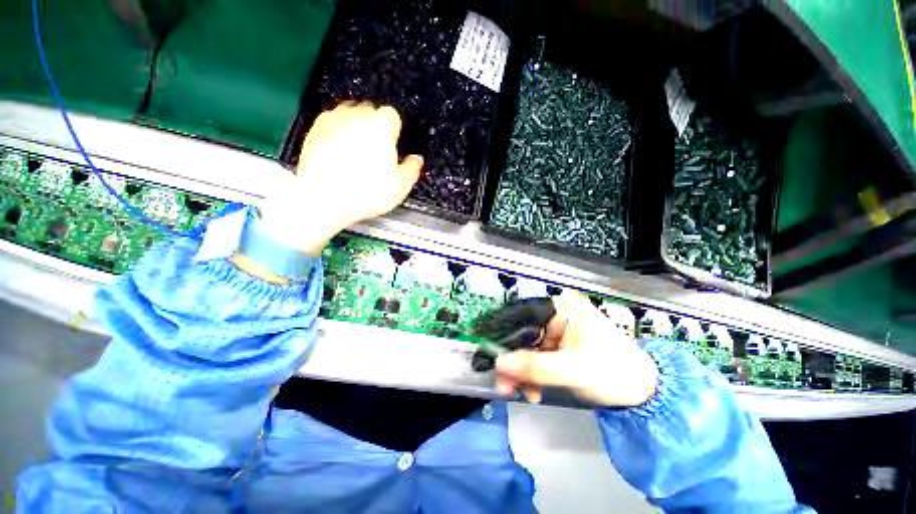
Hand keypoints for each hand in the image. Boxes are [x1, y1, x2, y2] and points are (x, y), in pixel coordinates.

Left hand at [259, 102, 423, 254]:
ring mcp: (333, 120)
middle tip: (376, 151)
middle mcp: (356, 116)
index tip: (393, 145)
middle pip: (370, 111)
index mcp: (380, 126)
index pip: (392, 115)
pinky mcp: (314, 129)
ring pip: (349, 114)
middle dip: (375, 127)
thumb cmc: (365, 193)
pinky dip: (337, 132)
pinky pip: (331, 123)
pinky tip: (339, 152)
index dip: (395, 131)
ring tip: (357, 151)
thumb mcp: (400, 187)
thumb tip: (416, 160)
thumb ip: (412, 169)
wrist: (323, 199)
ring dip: (356, 127)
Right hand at [494, 292, 658, 407]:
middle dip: (512, 362)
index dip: (502, 334)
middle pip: (522, 335)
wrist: (644, 391)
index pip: (522, 316)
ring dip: (521, 373)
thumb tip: (498, 363)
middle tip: (503, 385)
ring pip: (527, 350)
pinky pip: (536, 360)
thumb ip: (533, 367)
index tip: (488, 353)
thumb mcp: (572, 370)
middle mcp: (555, 316)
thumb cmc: (613, 371)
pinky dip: (531, 376)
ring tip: (521, 393)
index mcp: (561, 309)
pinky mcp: (558, 349)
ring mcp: (556, 333)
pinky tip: (533, 391)